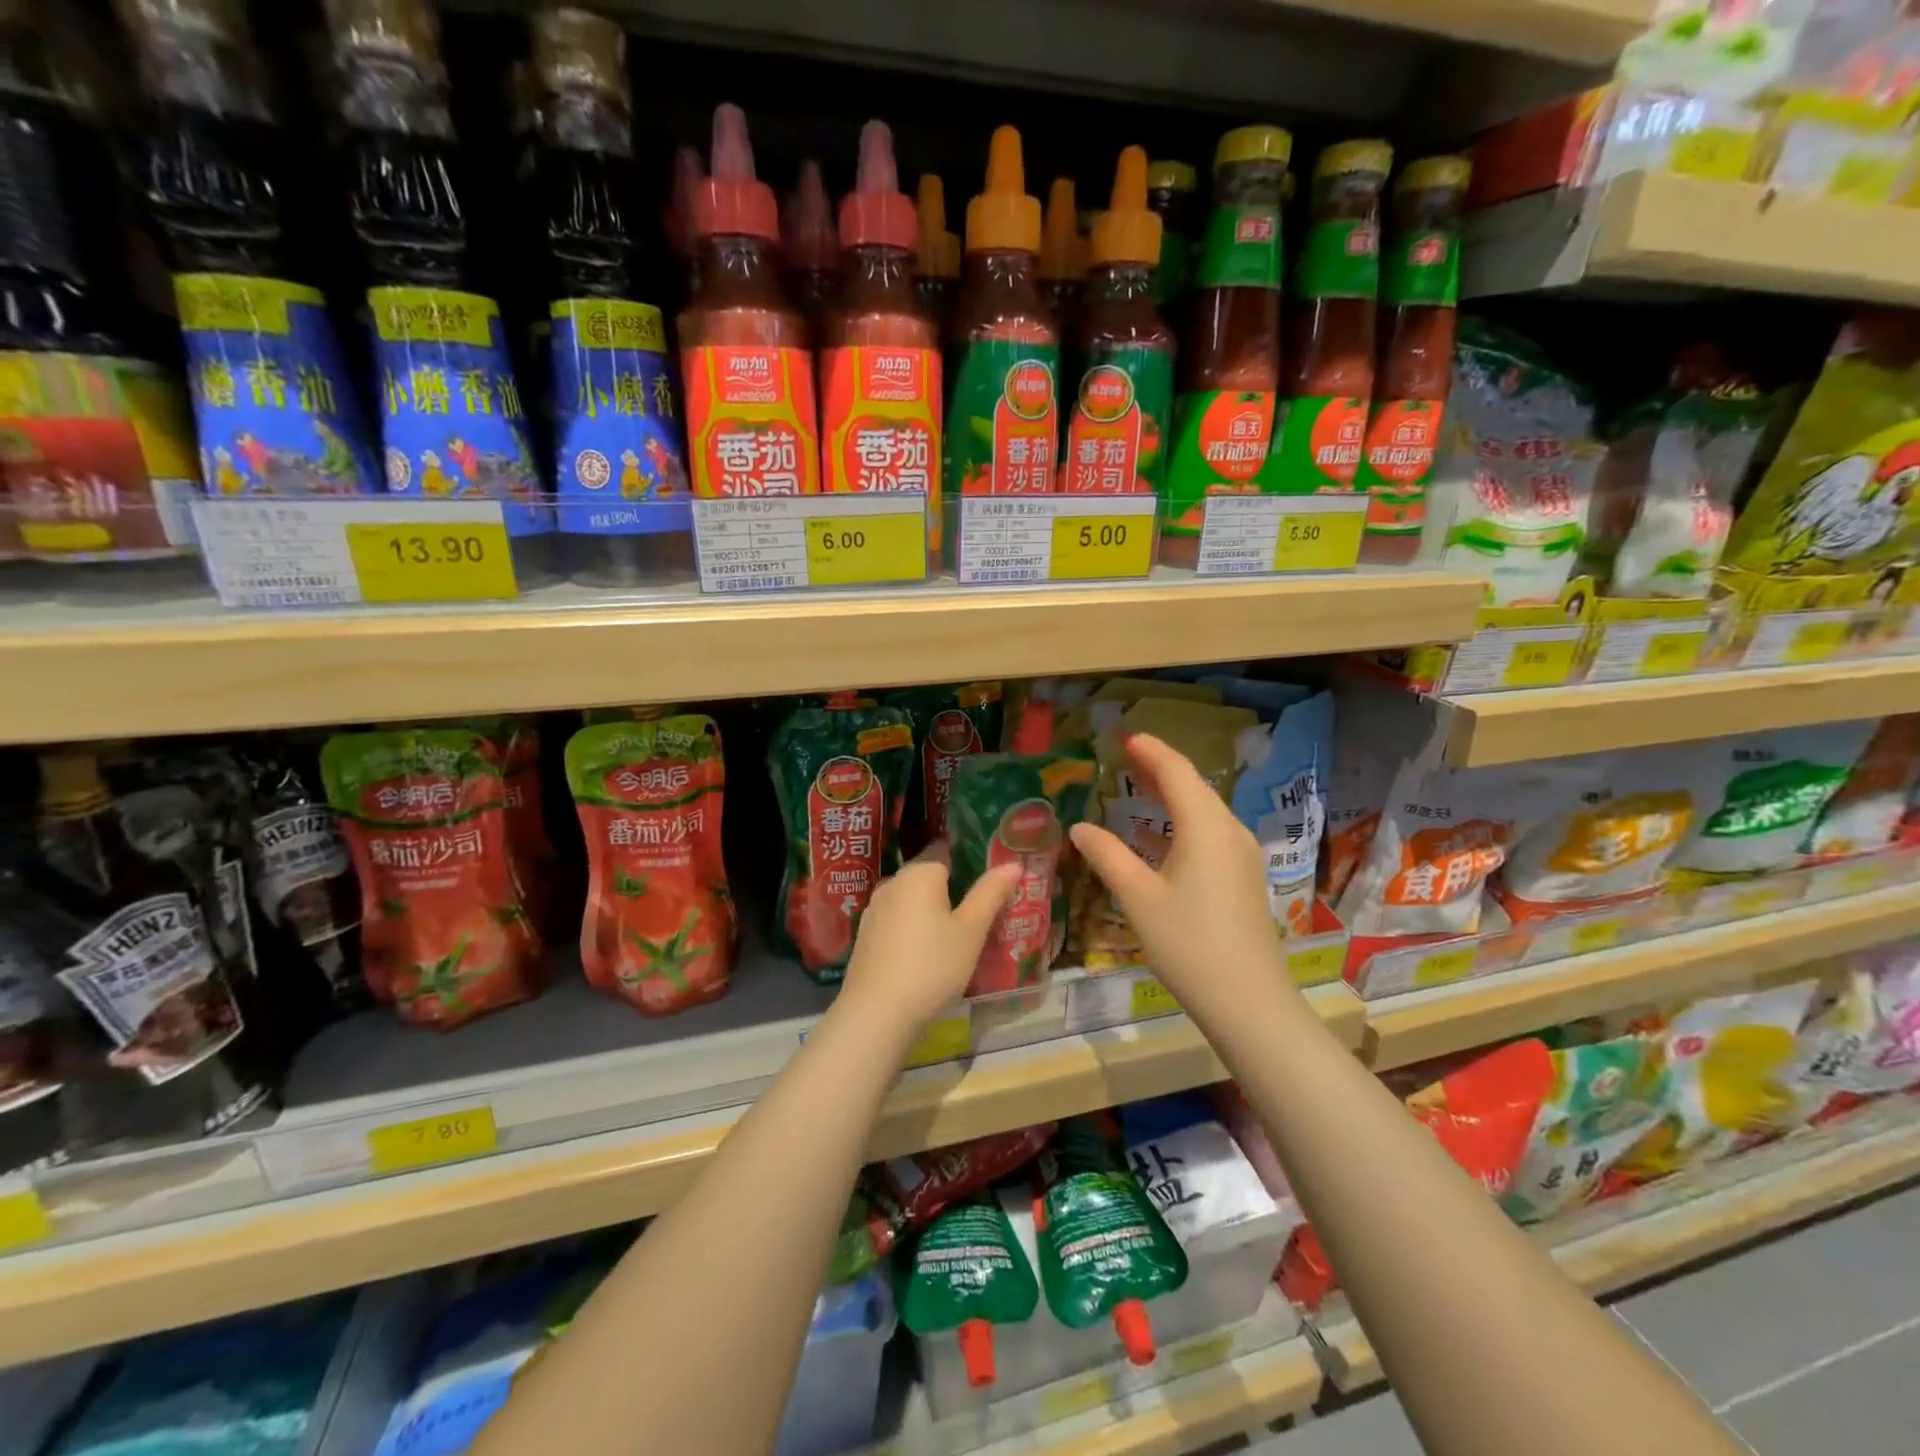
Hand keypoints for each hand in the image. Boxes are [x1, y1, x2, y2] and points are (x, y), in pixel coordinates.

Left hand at [836, 843, 1020, 1046]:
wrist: (877, 1013)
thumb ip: (991, 893)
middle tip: (982, 913)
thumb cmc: (932, 966)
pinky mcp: (866, 935)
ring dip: (933, 912)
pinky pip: (898, 921)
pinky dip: (915, 929)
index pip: (947, 850)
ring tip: (959, 936)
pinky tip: (928, 954)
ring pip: (913, 901)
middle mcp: (893, 882)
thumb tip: (1012, 864)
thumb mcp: (971, 931)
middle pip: (930, 876)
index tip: (992, 880)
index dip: (971, 861)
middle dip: (955, 890)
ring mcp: (875, 909)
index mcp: (920, 873)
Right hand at [1068, 733, 1289, 1012]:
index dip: (1151, 751)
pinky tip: (1159, 835)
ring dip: (1172, 795)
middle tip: (1126, 755)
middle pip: (1194, 787)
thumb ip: (1108, 856)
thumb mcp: (1139, 898)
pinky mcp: (1243, 878)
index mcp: (1206, 828)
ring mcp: (1242, 856)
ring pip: (1204, 811)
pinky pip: (1210, 833)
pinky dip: (1182, 822)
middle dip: (1160, 768)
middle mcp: (1230, 832)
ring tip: (1139, 785)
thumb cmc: (1189, 944)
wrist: (1249, 1002)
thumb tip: (1080, 827)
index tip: (1125, 737)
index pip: (1177, 773)